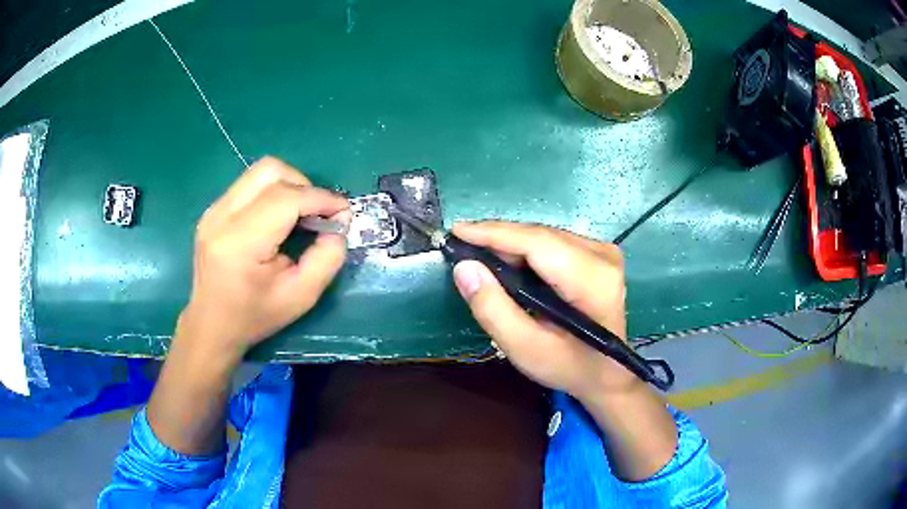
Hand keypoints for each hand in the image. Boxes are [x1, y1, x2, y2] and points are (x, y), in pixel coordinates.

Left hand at [177, 157, 350, 362]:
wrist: (211, 325)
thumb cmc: (255, 316)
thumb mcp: (301, 297)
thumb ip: (327, 259)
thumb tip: (339, 224)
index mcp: (240, 244)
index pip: (285, 198)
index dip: (320, 198)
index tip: (343, 212)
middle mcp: (221, 217)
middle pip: (270, 171)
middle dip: (304, 185)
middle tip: (317, 214)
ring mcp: (213, 210)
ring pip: (260, 172)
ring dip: (289, 185)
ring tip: (299, 214)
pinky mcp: (212, 210)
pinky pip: (249, 184)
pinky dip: (273, 192)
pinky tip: (277, 219)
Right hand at [450, 222, 632, 398]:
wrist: (607, 373)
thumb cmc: (569, 366)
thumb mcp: (525, 349)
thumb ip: (493, 309)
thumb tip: (465, 268)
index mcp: (592, 279)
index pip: (537, 242)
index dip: (494, 233)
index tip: (456, 231)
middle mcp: (602, 255)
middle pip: (540, 235)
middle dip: (498, 239)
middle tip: (461, 247)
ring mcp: (603, 251)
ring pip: (544, 236)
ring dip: (510, 244)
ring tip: (479, 256)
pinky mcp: (599, 254)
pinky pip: (553, 242)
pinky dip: (525, 251)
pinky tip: (506, 262)